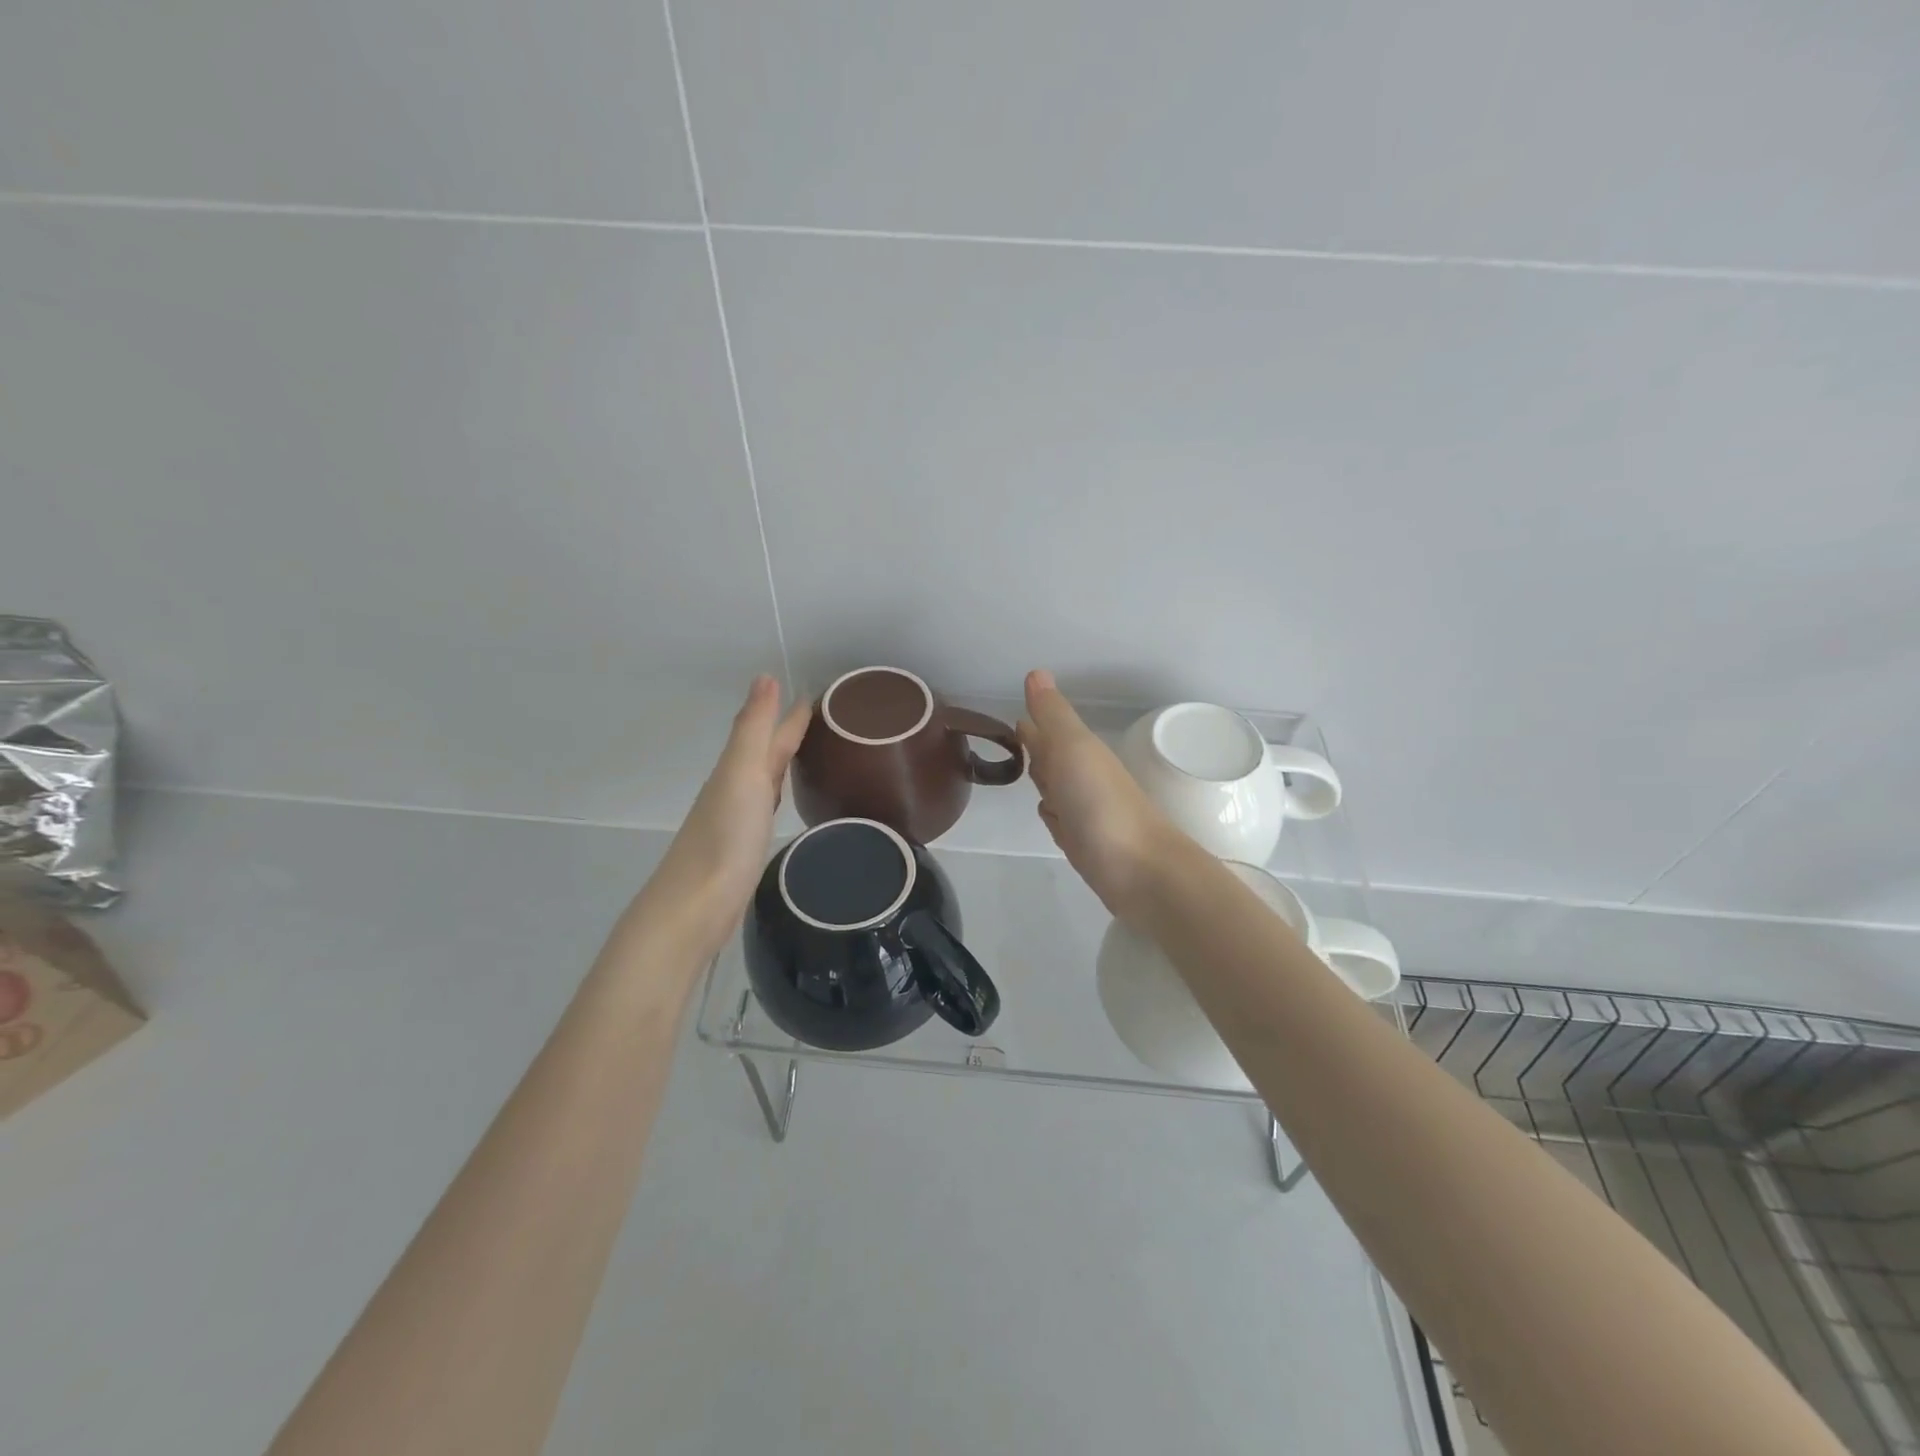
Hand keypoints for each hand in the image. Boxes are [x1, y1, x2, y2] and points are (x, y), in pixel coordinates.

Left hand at [647, 675, 810, 949]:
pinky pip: (767, 808)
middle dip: (790, 733)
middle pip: (766, 754)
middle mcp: (735, 789)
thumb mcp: (742, 774)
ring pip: (766, 780)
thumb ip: (754, 728)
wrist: (696, 906)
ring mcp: (738, 820)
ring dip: (784, 763)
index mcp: (737, 769)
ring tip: (811, 752)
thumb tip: (765, 676)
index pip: (771, 732)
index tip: (822, 694)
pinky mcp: (744, 849)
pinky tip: (784, 802)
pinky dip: (778, 795)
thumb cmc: (724, 837)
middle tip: (827, 719)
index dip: (793, 713)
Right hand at [1018, 670, 1175, 920]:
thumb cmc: (1100, 802)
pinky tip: (1048, 814)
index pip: (1051, 732)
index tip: (1015, 715)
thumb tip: (1036, 672)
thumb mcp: (1072, 748)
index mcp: (1081, 752)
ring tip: (1027, 770)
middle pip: (1054, 758)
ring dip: (1044, 779)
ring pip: (1057, 789)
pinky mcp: (1084, 844)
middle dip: (1037, 748)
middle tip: (1016, 738)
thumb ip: (1052, 715)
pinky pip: (1061, 820)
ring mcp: (1085, 813)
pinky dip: (1052, 814)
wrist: (1139, 870)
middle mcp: (1083, 779)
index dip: (1035, 723)